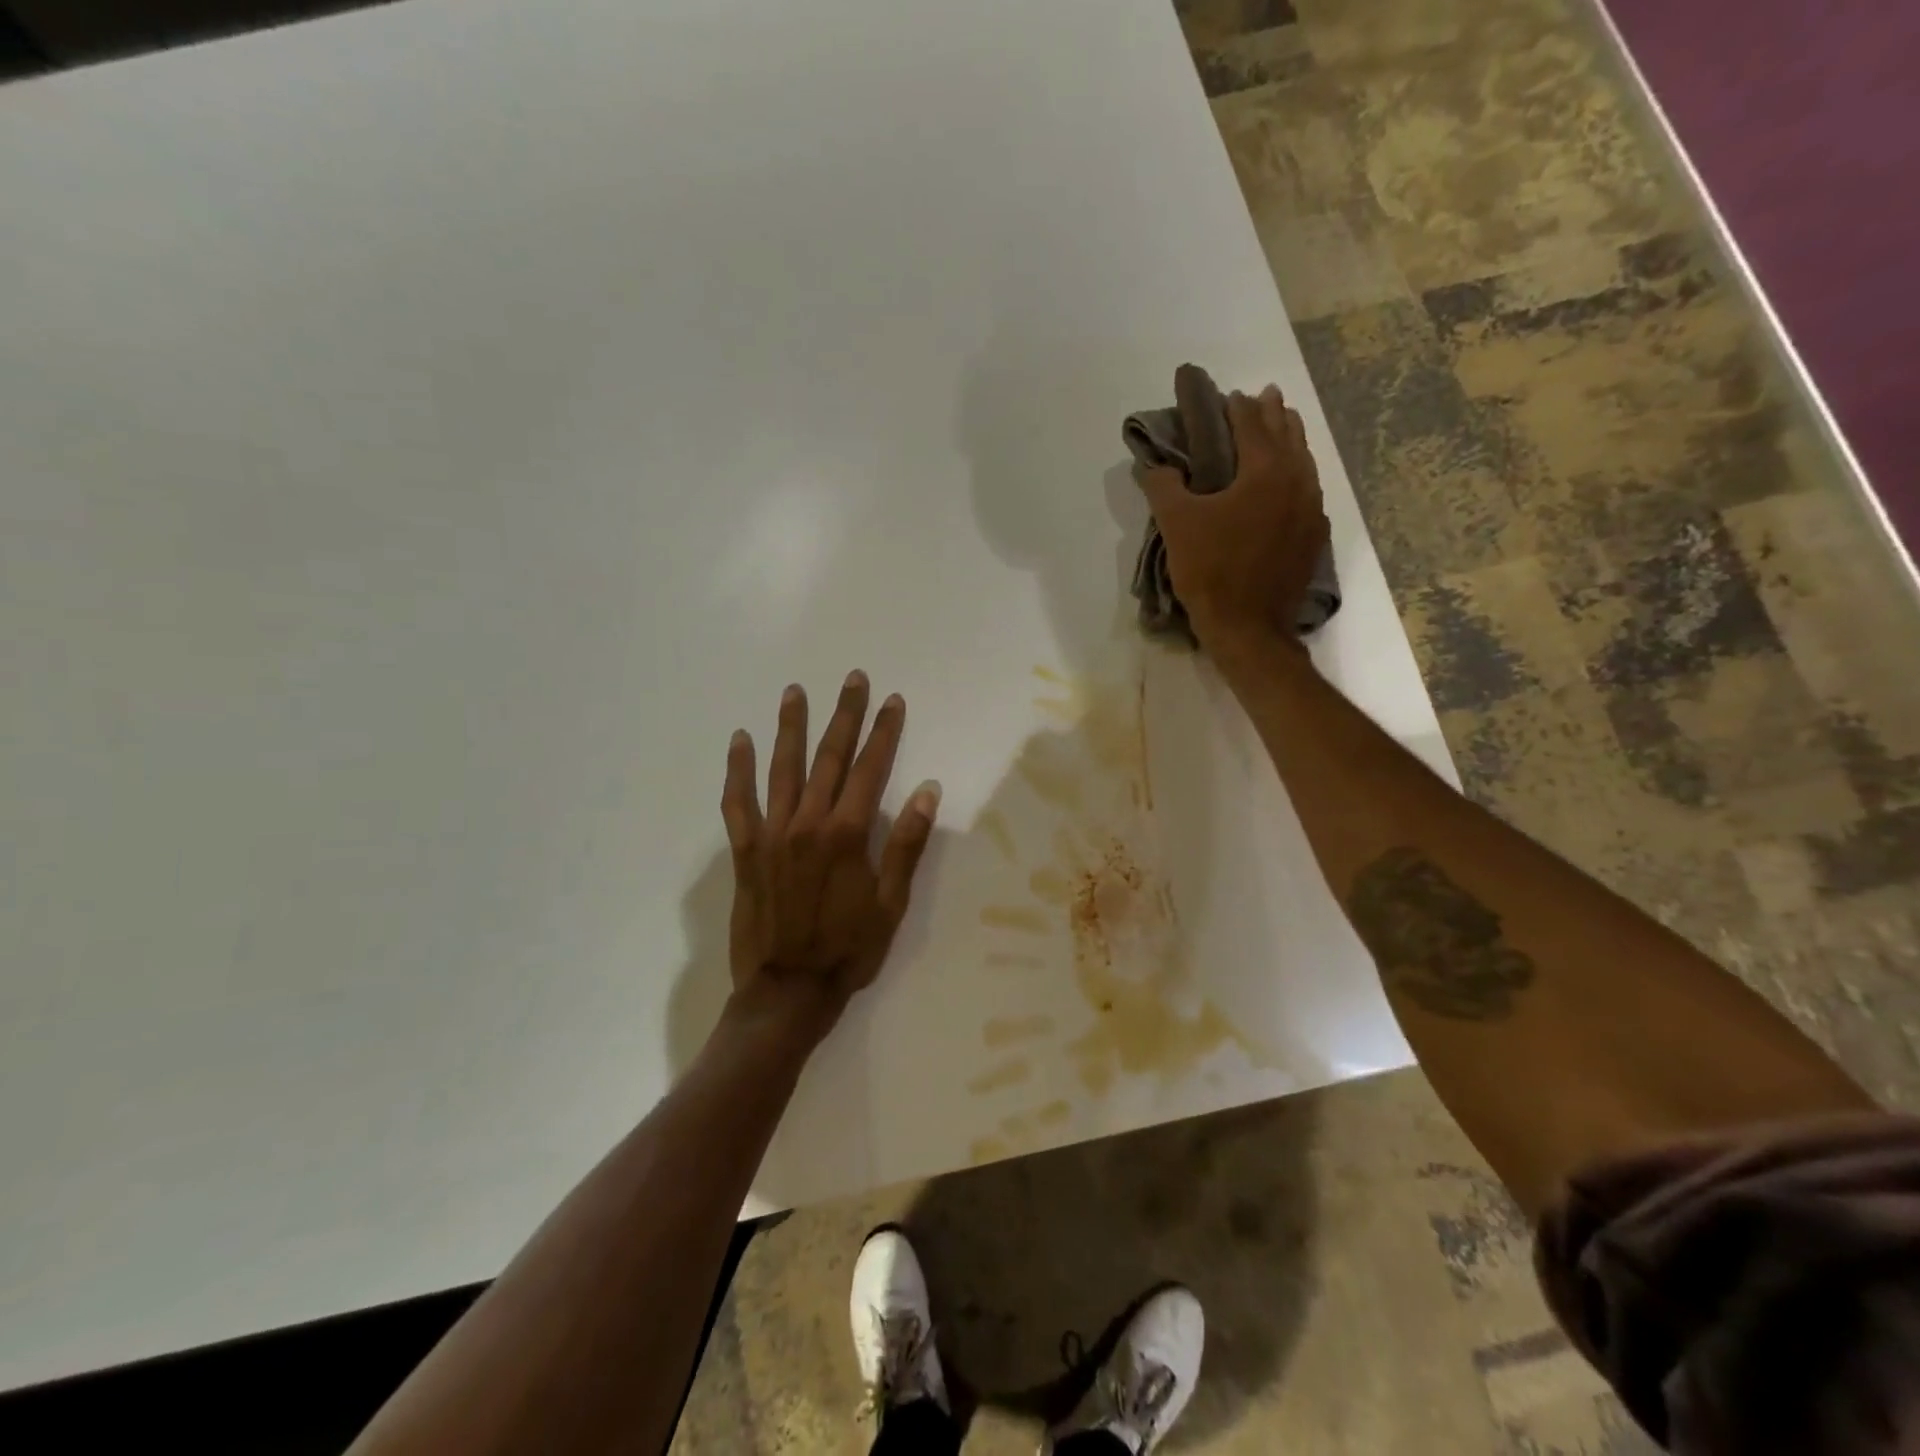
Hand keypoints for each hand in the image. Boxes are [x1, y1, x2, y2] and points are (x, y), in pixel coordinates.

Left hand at [720, 672, 939, 1041]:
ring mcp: (772, 834)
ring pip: (782, 768)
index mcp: (847, 834)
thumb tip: (927, 791)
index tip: (892, 700)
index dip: (884, 732)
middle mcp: (808, 823)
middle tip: (853, 679)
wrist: (787, 991)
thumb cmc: (848, 950)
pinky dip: (738, 770)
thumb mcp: (891, 904)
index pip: (870, 769)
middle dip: (844, 716)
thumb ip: (906, 845)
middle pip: (829, 757)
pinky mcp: (745, 850)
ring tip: (795, 692)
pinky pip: (738, 802)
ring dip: (791, 727)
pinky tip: (740, 741)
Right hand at [1141, 381, 1329, 652]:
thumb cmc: (1211, 571)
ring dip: (1290, 440)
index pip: (1251, 424)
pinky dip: (1298, 475)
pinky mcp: (1314, 536)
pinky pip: (1309, 491)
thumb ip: (1163, 486)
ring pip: (1304, 461)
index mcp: (1265, 471)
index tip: (1226, 396)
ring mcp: (1311, 510)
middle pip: (1287, 435)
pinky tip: (1291, 483)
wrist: (1249, 627)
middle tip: (1263, 396)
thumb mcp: (1176, 525)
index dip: (1236, 408)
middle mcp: (1297, 481)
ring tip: (1282, 428)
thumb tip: (1154, 465)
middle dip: (1272, 413)